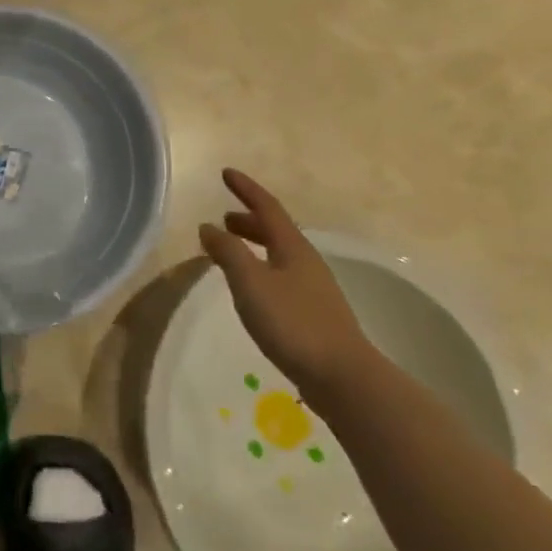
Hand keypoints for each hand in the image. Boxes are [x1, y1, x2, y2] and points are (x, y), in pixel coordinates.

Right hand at [198, 169, 377, 414]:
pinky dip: (261, 268)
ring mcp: (313, 289)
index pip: (266, 207)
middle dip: (249, 220)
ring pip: (279, 254)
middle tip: (225, 218)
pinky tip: (253, 289)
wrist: (343, 377)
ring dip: (255, 245)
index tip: (226, 173)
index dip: (246, 189)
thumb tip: (209, 226)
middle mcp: (306, 262)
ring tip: (232, 251)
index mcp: (292, 247)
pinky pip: (281, 276)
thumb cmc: (293, 323)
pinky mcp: (313, 314)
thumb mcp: (251, 282)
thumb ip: (228, 251)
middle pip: (275, 230)